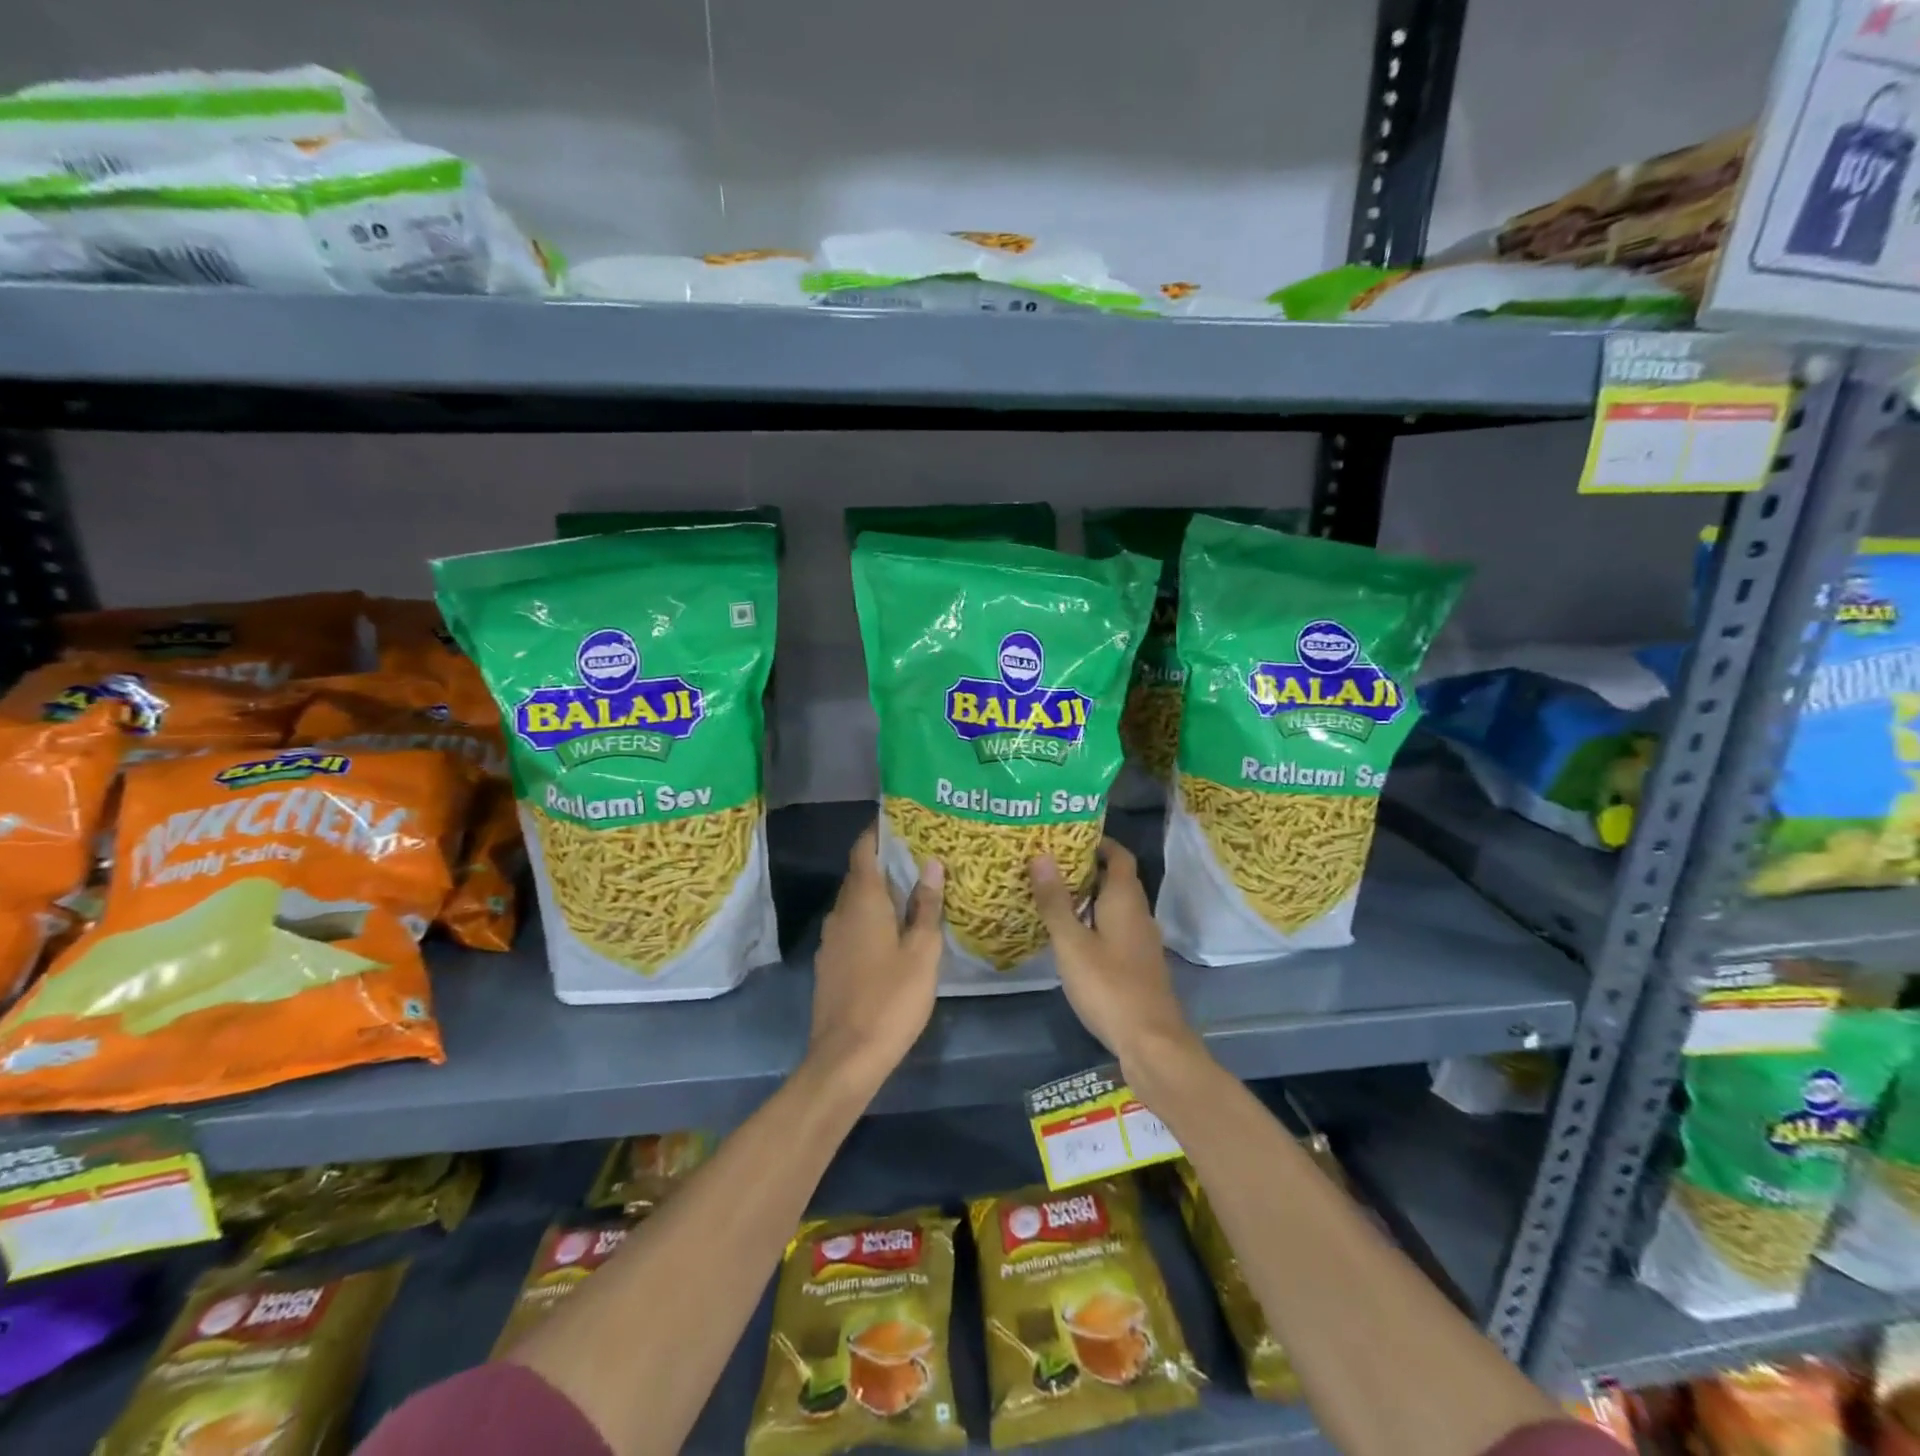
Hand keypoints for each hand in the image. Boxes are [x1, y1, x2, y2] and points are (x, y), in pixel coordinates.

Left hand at [810, 824, 944, 1087]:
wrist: (846, 1058)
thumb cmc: (891, 999)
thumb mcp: (922, 952)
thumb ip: (926, 907)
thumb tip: (931, 864)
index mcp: (862, 902)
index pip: (863, 851)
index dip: (878, 832)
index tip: (900, 821)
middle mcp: (840, 913)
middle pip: (859, 876)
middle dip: (884, 862)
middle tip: (919, 855)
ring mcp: (830, 940)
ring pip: (854, 903)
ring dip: (878, 893)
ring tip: (912, 891)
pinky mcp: (829, 964)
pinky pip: (850, 927)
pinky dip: (869, 919)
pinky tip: (891, 932)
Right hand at [1031, 840, 1202, 1078]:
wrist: (1152, 1042)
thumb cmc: (1109, 986)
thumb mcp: (1072, 943)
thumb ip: (1056, 901)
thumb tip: (1041, 855)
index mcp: (1126, 900)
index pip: (1118, 855)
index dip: (1098, 842)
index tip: (1066, 836)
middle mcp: (1138, 913)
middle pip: (1116, 879)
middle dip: (1086, 868)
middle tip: (1048, 863)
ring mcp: (1141, 941)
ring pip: (1114, 905)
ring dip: (1088, 896)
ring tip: (1052, 894)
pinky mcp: (1137, 963)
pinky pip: (1115, 928)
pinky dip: (1094, 921)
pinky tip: (1070, 935)